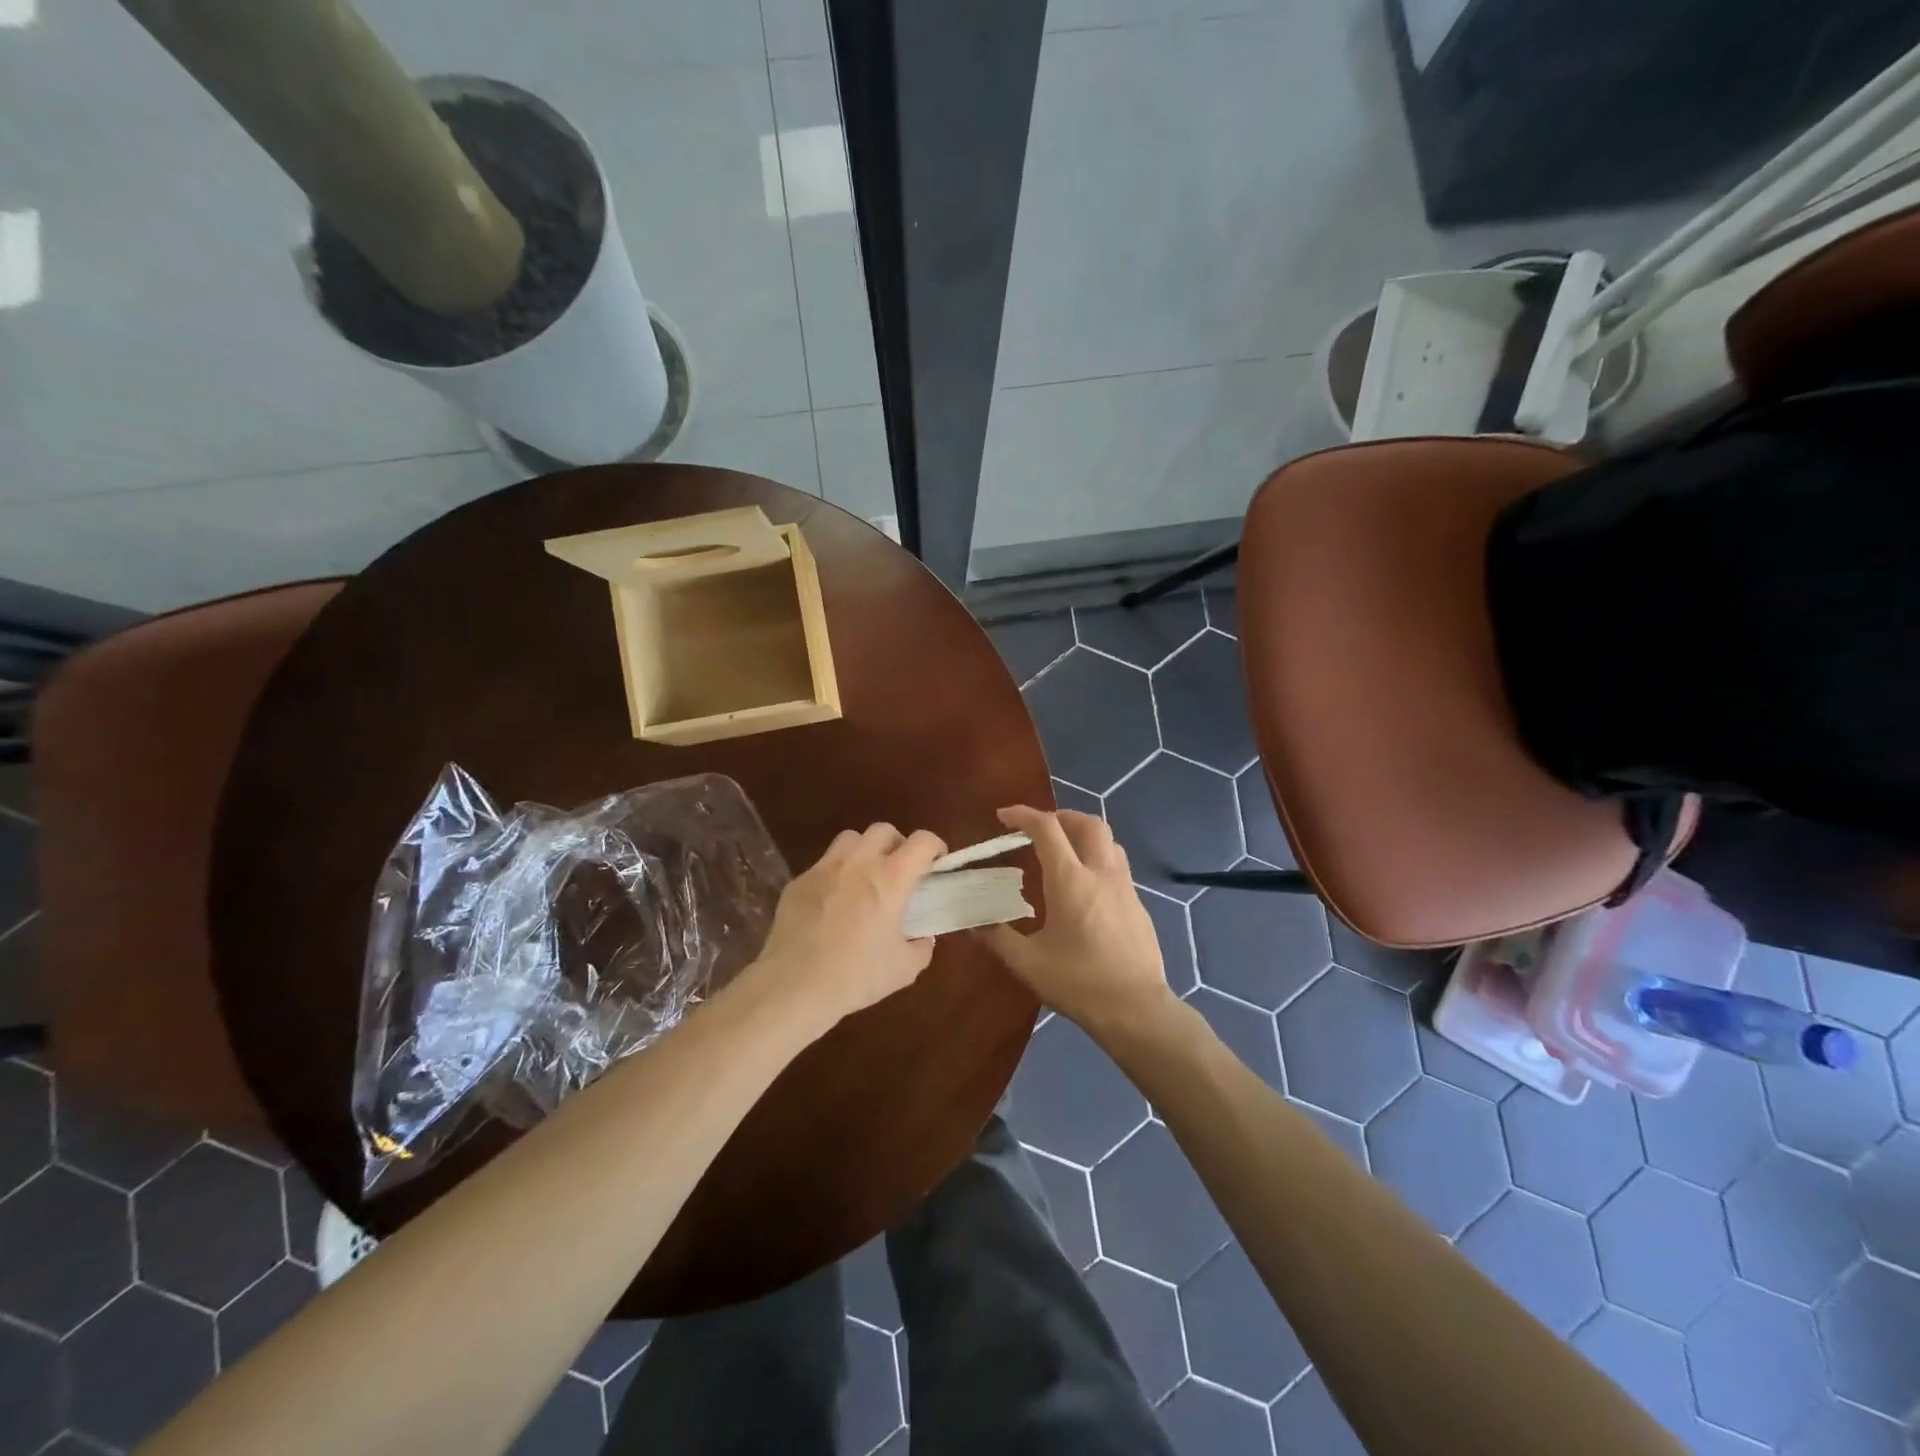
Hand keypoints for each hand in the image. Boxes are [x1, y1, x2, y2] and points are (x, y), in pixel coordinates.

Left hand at [750, 823, 947, 1033]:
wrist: (794, 985)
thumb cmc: (856, 975)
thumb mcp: (904, 969)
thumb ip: (921, 947)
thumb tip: (922, 937)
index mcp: (891, 878)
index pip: (922, 841)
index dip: (935, 847)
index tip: (937, 864)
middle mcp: (859, 862)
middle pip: (884, 830)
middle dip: (897, 844)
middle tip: (900, 871)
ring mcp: (824, 868)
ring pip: (850, 839)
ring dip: (864, 851)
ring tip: (865, 878)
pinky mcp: (798, 882)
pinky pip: (823, 865)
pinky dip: (835, 874)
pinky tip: (833, 903)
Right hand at [977, 806, 1177, 1040]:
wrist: (1136, 1009)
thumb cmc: (1079, 983)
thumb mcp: (1028, 964)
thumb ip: (998, 938)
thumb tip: (973, 925)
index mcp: (1070, 880)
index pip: (1047, 828)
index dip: (1023, 815)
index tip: (1003, 817)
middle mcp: (1101, 873)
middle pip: (1087, 823)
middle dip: (1061, 816)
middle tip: (1039, 828)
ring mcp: (1125, 887)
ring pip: (1109, 841)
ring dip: (1084, 834)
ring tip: (1064, 851)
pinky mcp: (1138, 904)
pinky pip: (1118, 865)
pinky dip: (1098, 859)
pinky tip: (1086, 887)